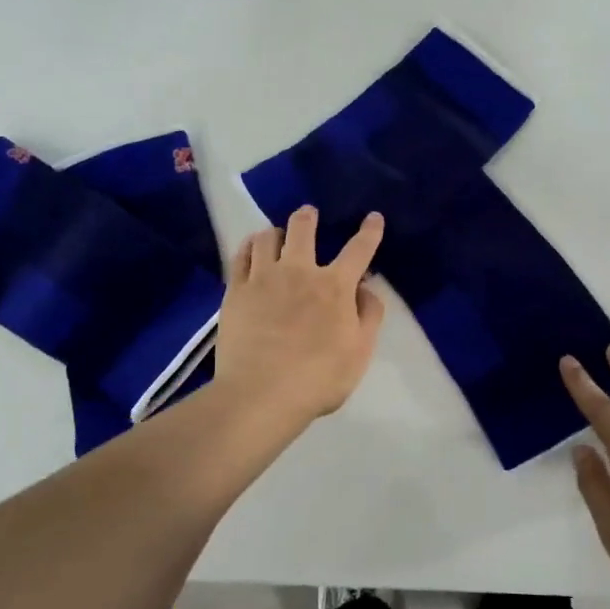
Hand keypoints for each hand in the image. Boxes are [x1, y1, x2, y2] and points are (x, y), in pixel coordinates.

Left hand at [216, 206, 386, 424]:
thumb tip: (365, 289)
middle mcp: (299, 272)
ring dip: (276, 231)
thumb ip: (369, 316)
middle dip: (307, 217)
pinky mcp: (236, 291)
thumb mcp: (360, 352)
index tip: (373, 218)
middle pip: (303, 229)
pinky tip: (251, 248)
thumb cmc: (318, 378)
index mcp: (335, 287)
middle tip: (308, 214)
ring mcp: (263, 278)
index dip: (369, 232)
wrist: (261, 394)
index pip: (359, 250)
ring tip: (276, 235)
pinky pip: (240, 256)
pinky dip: (249, 246)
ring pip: (267, 237)